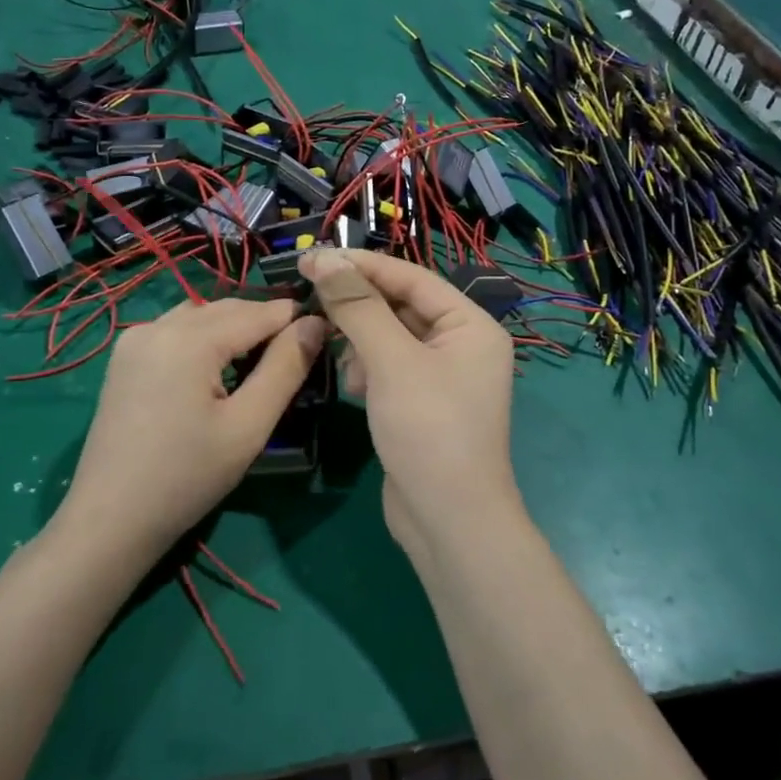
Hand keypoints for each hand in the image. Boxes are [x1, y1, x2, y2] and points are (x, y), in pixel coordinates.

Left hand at [58, 298, 326, 553]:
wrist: (110, 519)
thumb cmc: (187, 477)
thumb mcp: (249, 426)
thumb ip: (285, 369)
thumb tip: (315, 324)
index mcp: (189, 339)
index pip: (259, 312)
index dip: (296, 319)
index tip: (325, 335)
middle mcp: (158, 325)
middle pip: (228, 308)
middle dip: (265, 322)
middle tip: (298, 352)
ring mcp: (135, 339)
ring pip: (201, 314)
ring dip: (235, 326)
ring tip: (261, 361)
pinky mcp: (124, 358)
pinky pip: (176, 329)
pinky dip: (205, 336)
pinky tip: (217, 367)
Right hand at [299, 248, 524, 546]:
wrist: (448, 521)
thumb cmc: (429, 430)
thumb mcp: (392, 361)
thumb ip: (358, 307)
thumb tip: (324, 259)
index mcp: (471, 325)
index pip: (411, 277)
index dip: (361, 266)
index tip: (312, 257)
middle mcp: (462, 345)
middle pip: (400, 306)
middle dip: (358, 306)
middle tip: (310, 299)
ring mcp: (443, 377)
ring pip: (390, 338)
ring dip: (360, 340)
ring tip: (338, 355)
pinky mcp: (422, 405)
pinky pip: (389, 368)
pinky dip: (368, 370)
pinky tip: (354, 387)